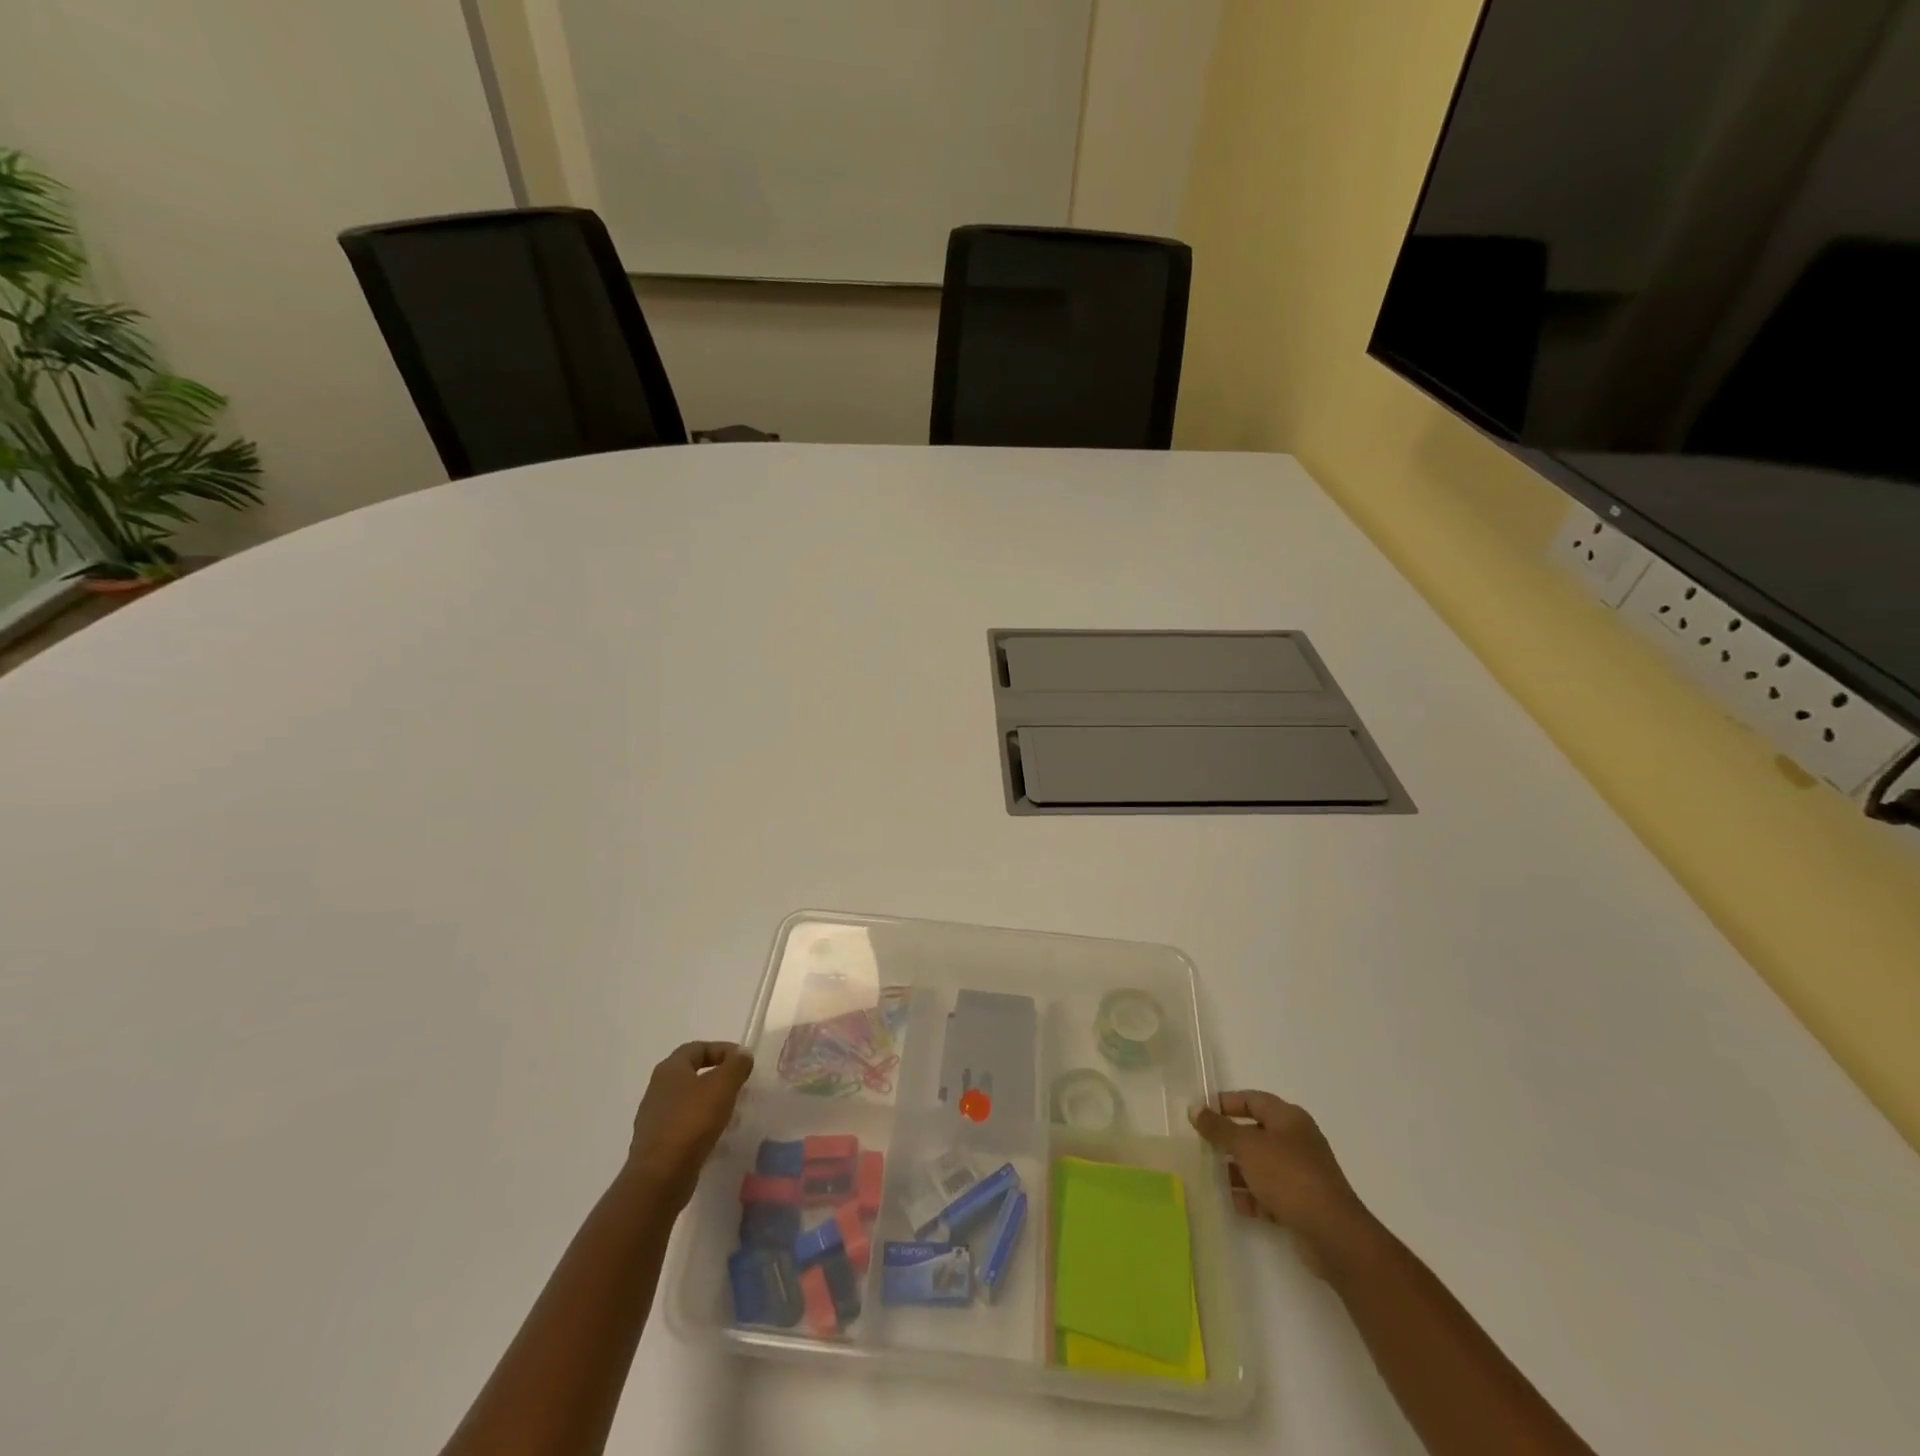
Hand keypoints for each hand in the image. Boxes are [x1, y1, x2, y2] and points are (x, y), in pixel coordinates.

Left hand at [627, 1041, 753, 1207]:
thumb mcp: (722, 1086)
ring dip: (712, 1104)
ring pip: (689, 1102)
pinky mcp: (657, 1144)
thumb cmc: (692, 1122)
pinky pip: (684, 1127)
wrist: (659, 1178)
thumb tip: (742, 1054)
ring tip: (733, 1115)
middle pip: (692, 1074)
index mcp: (670, 1069)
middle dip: (719, 1078)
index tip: (743, 1062)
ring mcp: (654, 1118)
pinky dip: (702, 1127)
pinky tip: (718, 1139)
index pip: (698, 1048)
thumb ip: (736, 1065)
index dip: (722, 1050)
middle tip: (740, 1087)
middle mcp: (658, 1089)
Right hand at [1190, 1090, 1376, 1275]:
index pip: (1252, 1100)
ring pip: (1262, 1165)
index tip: (1202, 1113)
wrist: (1333, 1234)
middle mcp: (1297, 1141)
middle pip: (1256, 1133)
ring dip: (1239, 1171)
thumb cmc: (1288, 1176)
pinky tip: (1237, 1204)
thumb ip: (1218, 1128)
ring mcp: (1302, 1173)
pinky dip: (1254, 1196)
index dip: (1226, 1103)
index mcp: (1288, 1119)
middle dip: (1230, 1141)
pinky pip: (1271, 1193)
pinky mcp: (1303, 1203)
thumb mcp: (1247, 1146)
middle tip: (1204, 1146)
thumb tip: (1194, 1108)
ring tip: (1215, 1178)